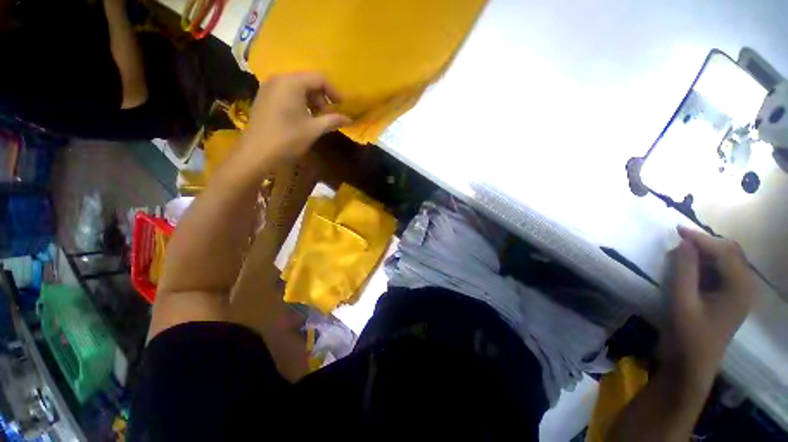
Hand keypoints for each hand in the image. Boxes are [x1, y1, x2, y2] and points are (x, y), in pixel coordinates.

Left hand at [239, 73, 351, 165]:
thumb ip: (332, 120)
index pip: (319, 78)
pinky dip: (299, 102)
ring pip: (296, 87)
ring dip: (311, 100)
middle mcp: (279, 79)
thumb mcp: (314, 129)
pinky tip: (302, 118)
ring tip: (316, 118)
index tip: (342, 106)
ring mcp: (268, 87)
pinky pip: (286, 93)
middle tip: (328, 115)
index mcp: (292, 83)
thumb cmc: (288, 139)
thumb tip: (349, 119)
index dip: (334, 91)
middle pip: (307, 81)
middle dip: (321, 97)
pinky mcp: (264, 97)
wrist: (256, 153)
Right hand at [661, 227, 755, 383]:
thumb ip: (684, 271)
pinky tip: (688, 267)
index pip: (725, 252)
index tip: (676, 230)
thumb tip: (684, 243)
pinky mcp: (727, 298)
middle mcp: (744, 287)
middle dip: (705, 243)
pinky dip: (704, 264)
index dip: (701, 238)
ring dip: (704, 253)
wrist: (691, 365)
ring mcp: (737, 293)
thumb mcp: (682, 302)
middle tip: (679, 241)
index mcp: (740, 289)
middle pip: (730, 253)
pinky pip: (719, 271)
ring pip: (725, 260)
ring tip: (681, 253)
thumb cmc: (688, 335)